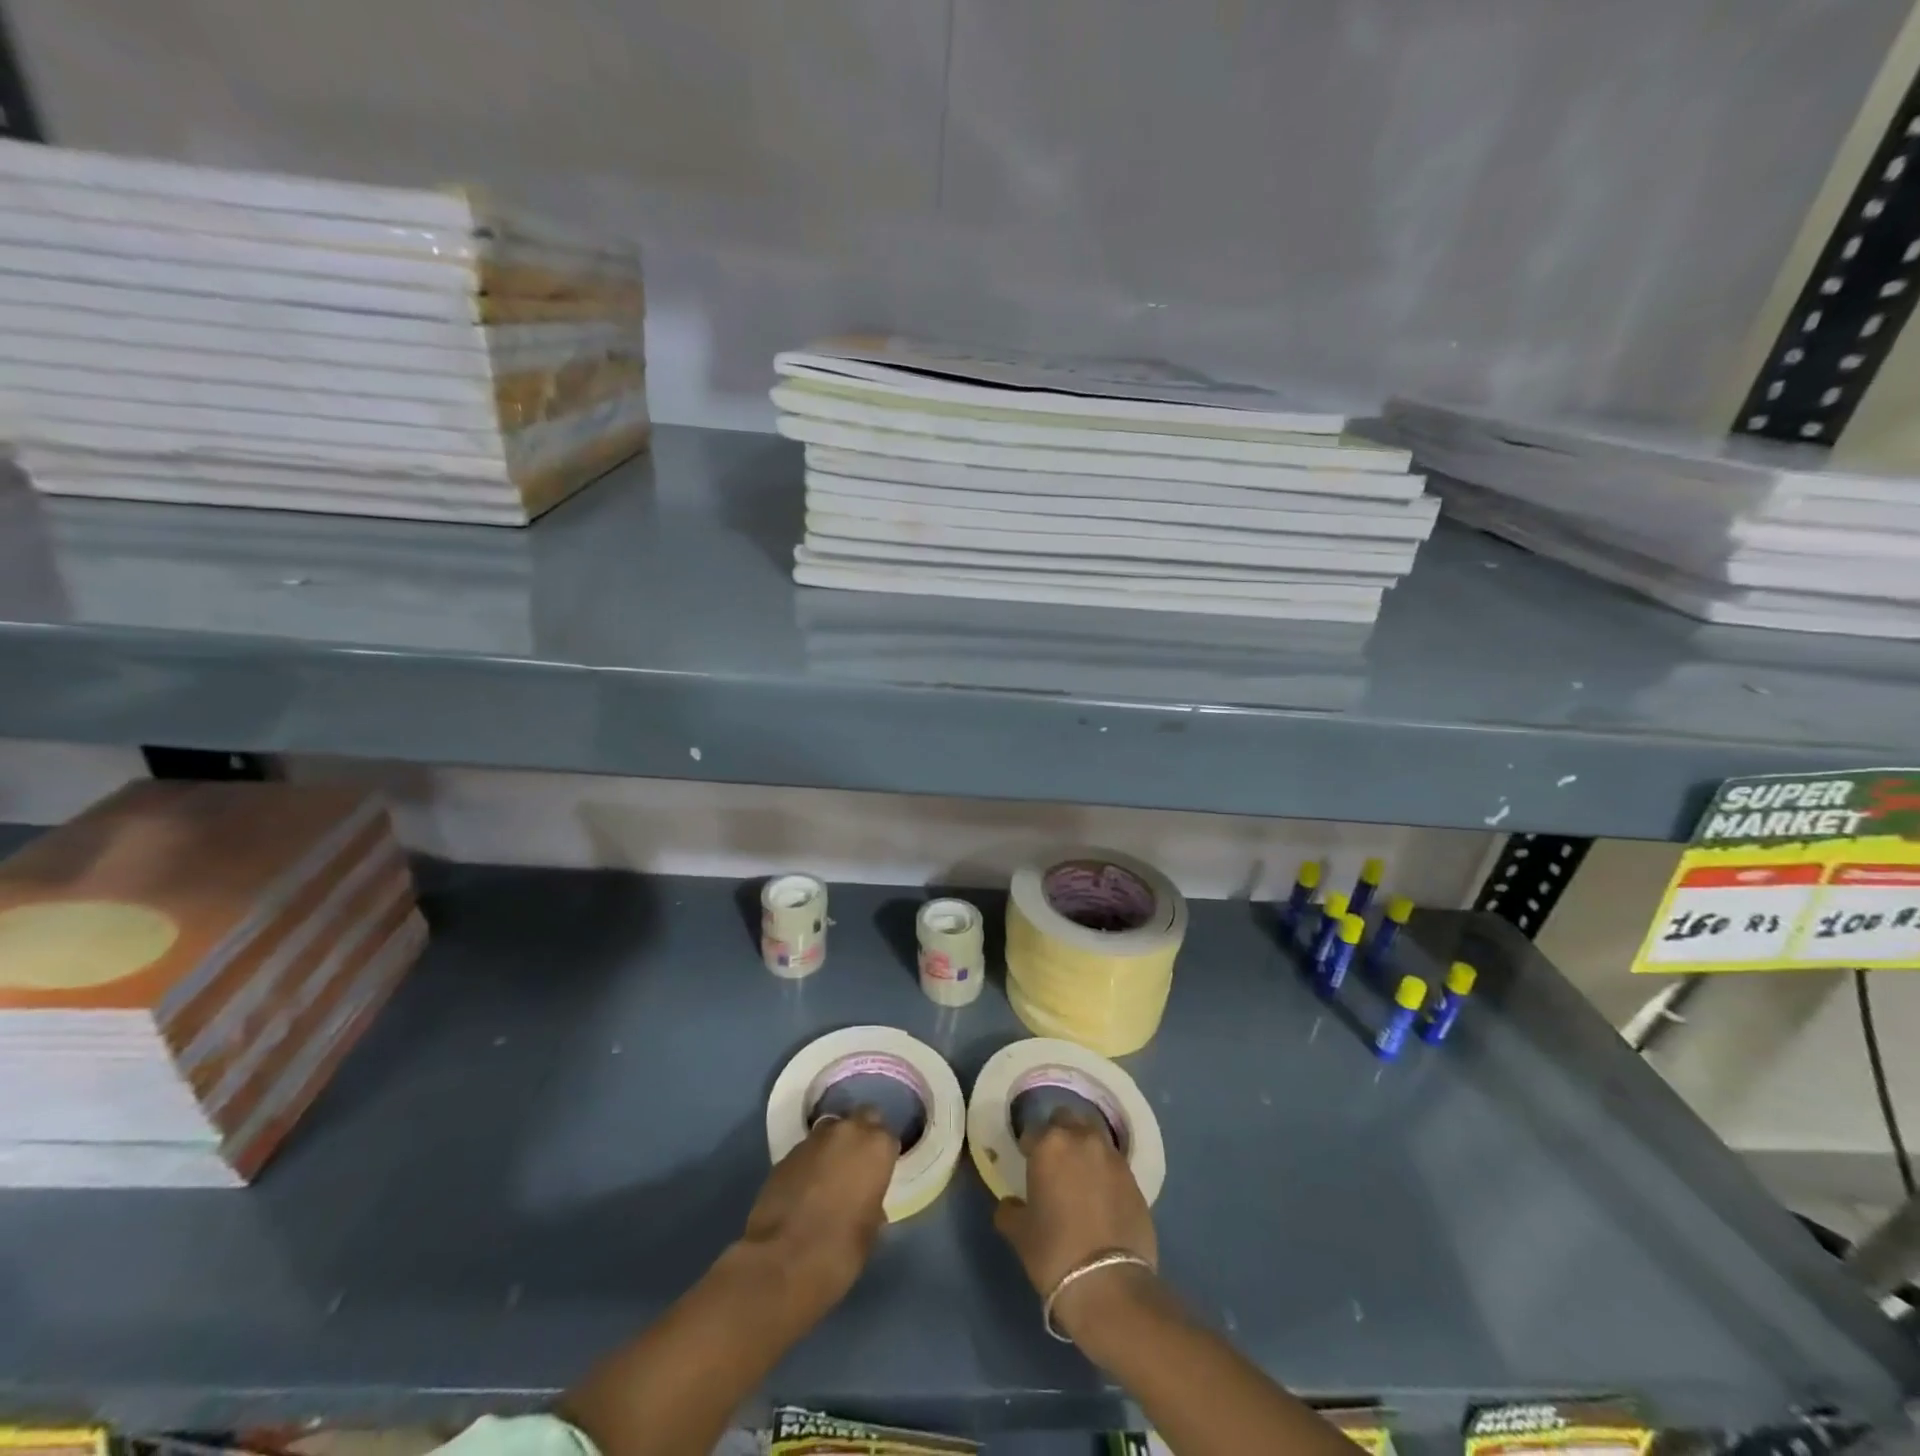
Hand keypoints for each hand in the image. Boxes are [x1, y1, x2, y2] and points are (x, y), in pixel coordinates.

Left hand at [741, 1111, 898, 1319]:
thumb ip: (874, 1202)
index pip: (888, 1135)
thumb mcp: (872, 1229)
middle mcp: (847, 1131)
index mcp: (877, 1146)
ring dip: (834, 1146)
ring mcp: (813, 1139)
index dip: (883, 1154)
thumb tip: (866, 1199)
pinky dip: (810, 1162)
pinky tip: (806, 1188)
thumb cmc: (841, 1250)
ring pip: (831, 1130)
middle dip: (861, 1135)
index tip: (879, 1172)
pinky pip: (806, 1150)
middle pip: (861, 1118)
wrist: (782, 1262)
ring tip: (829, 1176)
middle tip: (858, 1165)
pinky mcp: (785, 1154)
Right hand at [994, 1110, 1158, 1339]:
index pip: (1033, 1131)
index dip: (1028, 1146)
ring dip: (1084, 1147)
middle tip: (1054, 1161)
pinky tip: (1101, 1196)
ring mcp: (1113, 1157)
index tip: (1027, 1161)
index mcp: (1050, 1144)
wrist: (1110, 1285)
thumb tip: (1009, 1204)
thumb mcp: (1020, 1234)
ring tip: (1079, 1175)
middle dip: (1059, 1133)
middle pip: (1068, 1119)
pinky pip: (1114, 1163)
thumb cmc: (1055, 1252)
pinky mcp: (1136, 1179)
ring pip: (1094, 1136)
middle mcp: (1083, 1139)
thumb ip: (1009, 1210)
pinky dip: (1105, 1171)